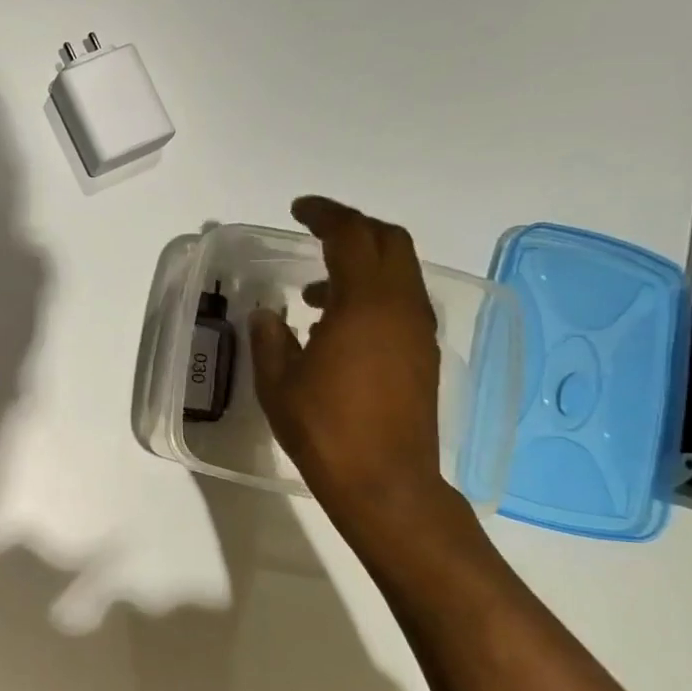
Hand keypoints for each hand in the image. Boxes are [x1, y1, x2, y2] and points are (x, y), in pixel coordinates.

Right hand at [249, 197, 454, 537]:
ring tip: (317, 292)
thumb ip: (269, 338)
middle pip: (389, 241)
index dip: (325, 214)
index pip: (350, 236)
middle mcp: (401, 307)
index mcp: (364, 304)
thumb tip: (268, 313)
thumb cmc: (325, 428)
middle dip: (352, 228)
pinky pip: (402, 302)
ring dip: (363, 264)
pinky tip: (340, 326)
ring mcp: (418, 330)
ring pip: (400, 271)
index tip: (299, 209)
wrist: (385, 481)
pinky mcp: (423, 354)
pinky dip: (373, 293)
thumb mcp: (278, 383)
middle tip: (315, 234)